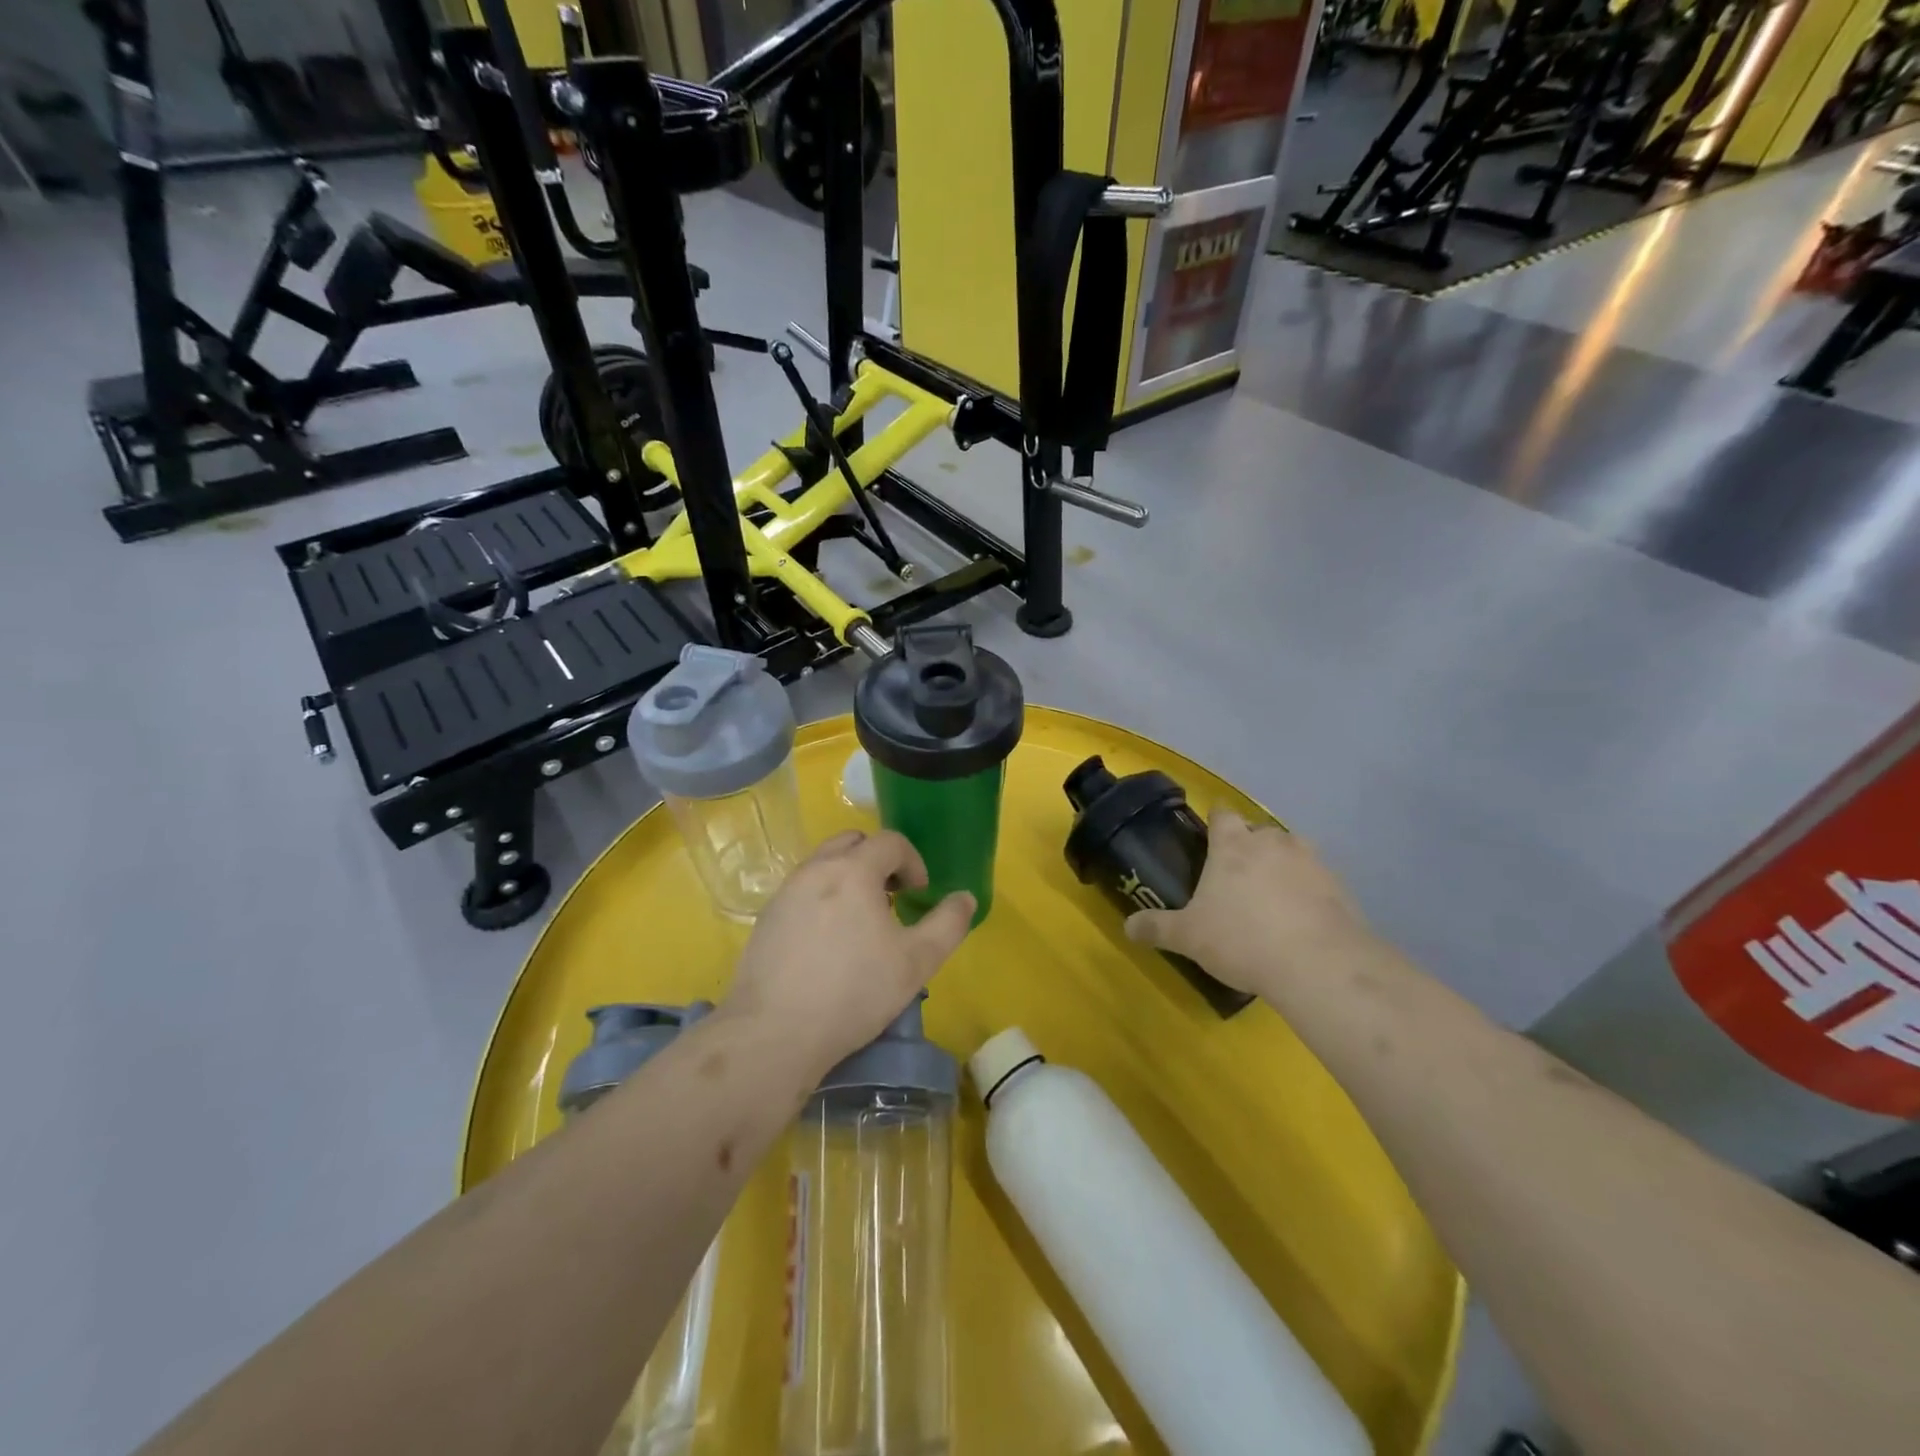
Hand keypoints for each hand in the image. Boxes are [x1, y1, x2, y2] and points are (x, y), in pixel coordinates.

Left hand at [727, 830, 974, 1072]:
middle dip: (878, 861)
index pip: (890, 842)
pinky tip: (828, 943)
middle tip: (892, 898)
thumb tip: (965, 898)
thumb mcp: (916, 962)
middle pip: (853, 842)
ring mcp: (785, 892)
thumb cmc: (854, 992)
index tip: (919, 894)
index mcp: (854, 870)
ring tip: (860, 921)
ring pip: (823, 865)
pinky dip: (822, 898)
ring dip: (848, 877)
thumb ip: (948, 924)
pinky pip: (802, 891)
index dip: (913, 862)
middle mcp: (816, 869)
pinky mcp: (766, 918)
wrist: (774, 1033)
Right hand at [1124, 809, 1375, 999]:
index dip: (1215, 820)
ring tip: (1270, 897)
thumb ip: (1157, 928)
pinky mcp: (1340, 887)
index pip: (1222, 815)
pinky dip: (1307, 891)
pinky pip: (1317, 880)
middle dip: (1248, 847)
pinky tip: (1300, 919)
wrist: (1319, 965)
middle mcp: (1273, 842)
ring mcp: (1311, 861)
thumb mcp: (1188, 937)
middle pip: (1258, 831)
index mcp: (1233, 845)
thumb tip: (1127, 927)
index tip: (1209, 835)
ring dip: (1281, 866)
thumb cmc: (1242, 939)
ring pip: (1292, 851)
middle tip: (1235, 877)